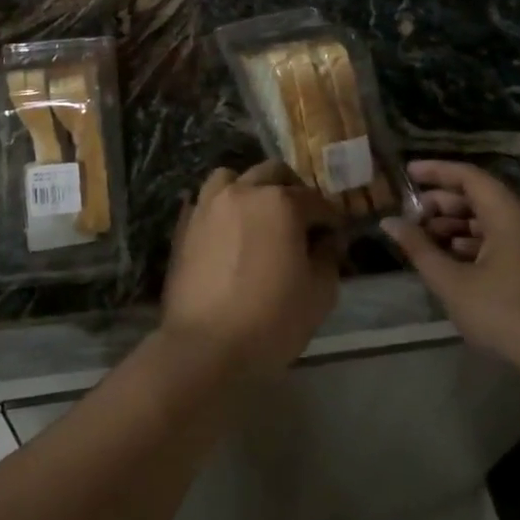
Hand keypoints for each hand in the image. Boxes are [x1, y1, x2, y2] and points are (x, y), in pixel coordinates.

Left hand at [161, 161, 342, 378]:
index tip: (335, 238)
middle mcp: (243, 192)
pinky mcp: (185, 224)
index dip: (330, 220)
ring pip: (232, 177)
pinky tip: (229, 231)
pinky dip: (221, 207)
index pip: (316, 201)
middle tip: (302, 220)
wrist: (204, 346)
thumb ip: (328, 257)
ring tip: (260, 216)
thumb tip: (327, 241)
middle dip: (293, 191)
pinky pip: (206, 201)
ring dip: (251, 189)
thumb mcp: (319, 293)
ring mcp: (208, 205)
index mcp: (280, 203)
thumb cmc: (271, 320)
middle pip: (273, 174)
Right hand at [380, 160, 519, 386]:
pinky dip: (473, 244)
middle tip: (410, 216)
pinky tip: (452, 263)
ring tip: (424, 241)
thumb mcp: (453, 283)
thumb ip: (419, 249)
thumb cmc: (507, 315)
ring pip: (490, 221)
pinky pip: (502, 241)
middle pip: (479, 197)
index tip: (406, 173)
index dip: (435, 171)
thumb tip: (389, 223)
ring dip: (455, 226)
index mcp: (508, 213)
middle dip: (441, 203)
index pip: (468, 176)